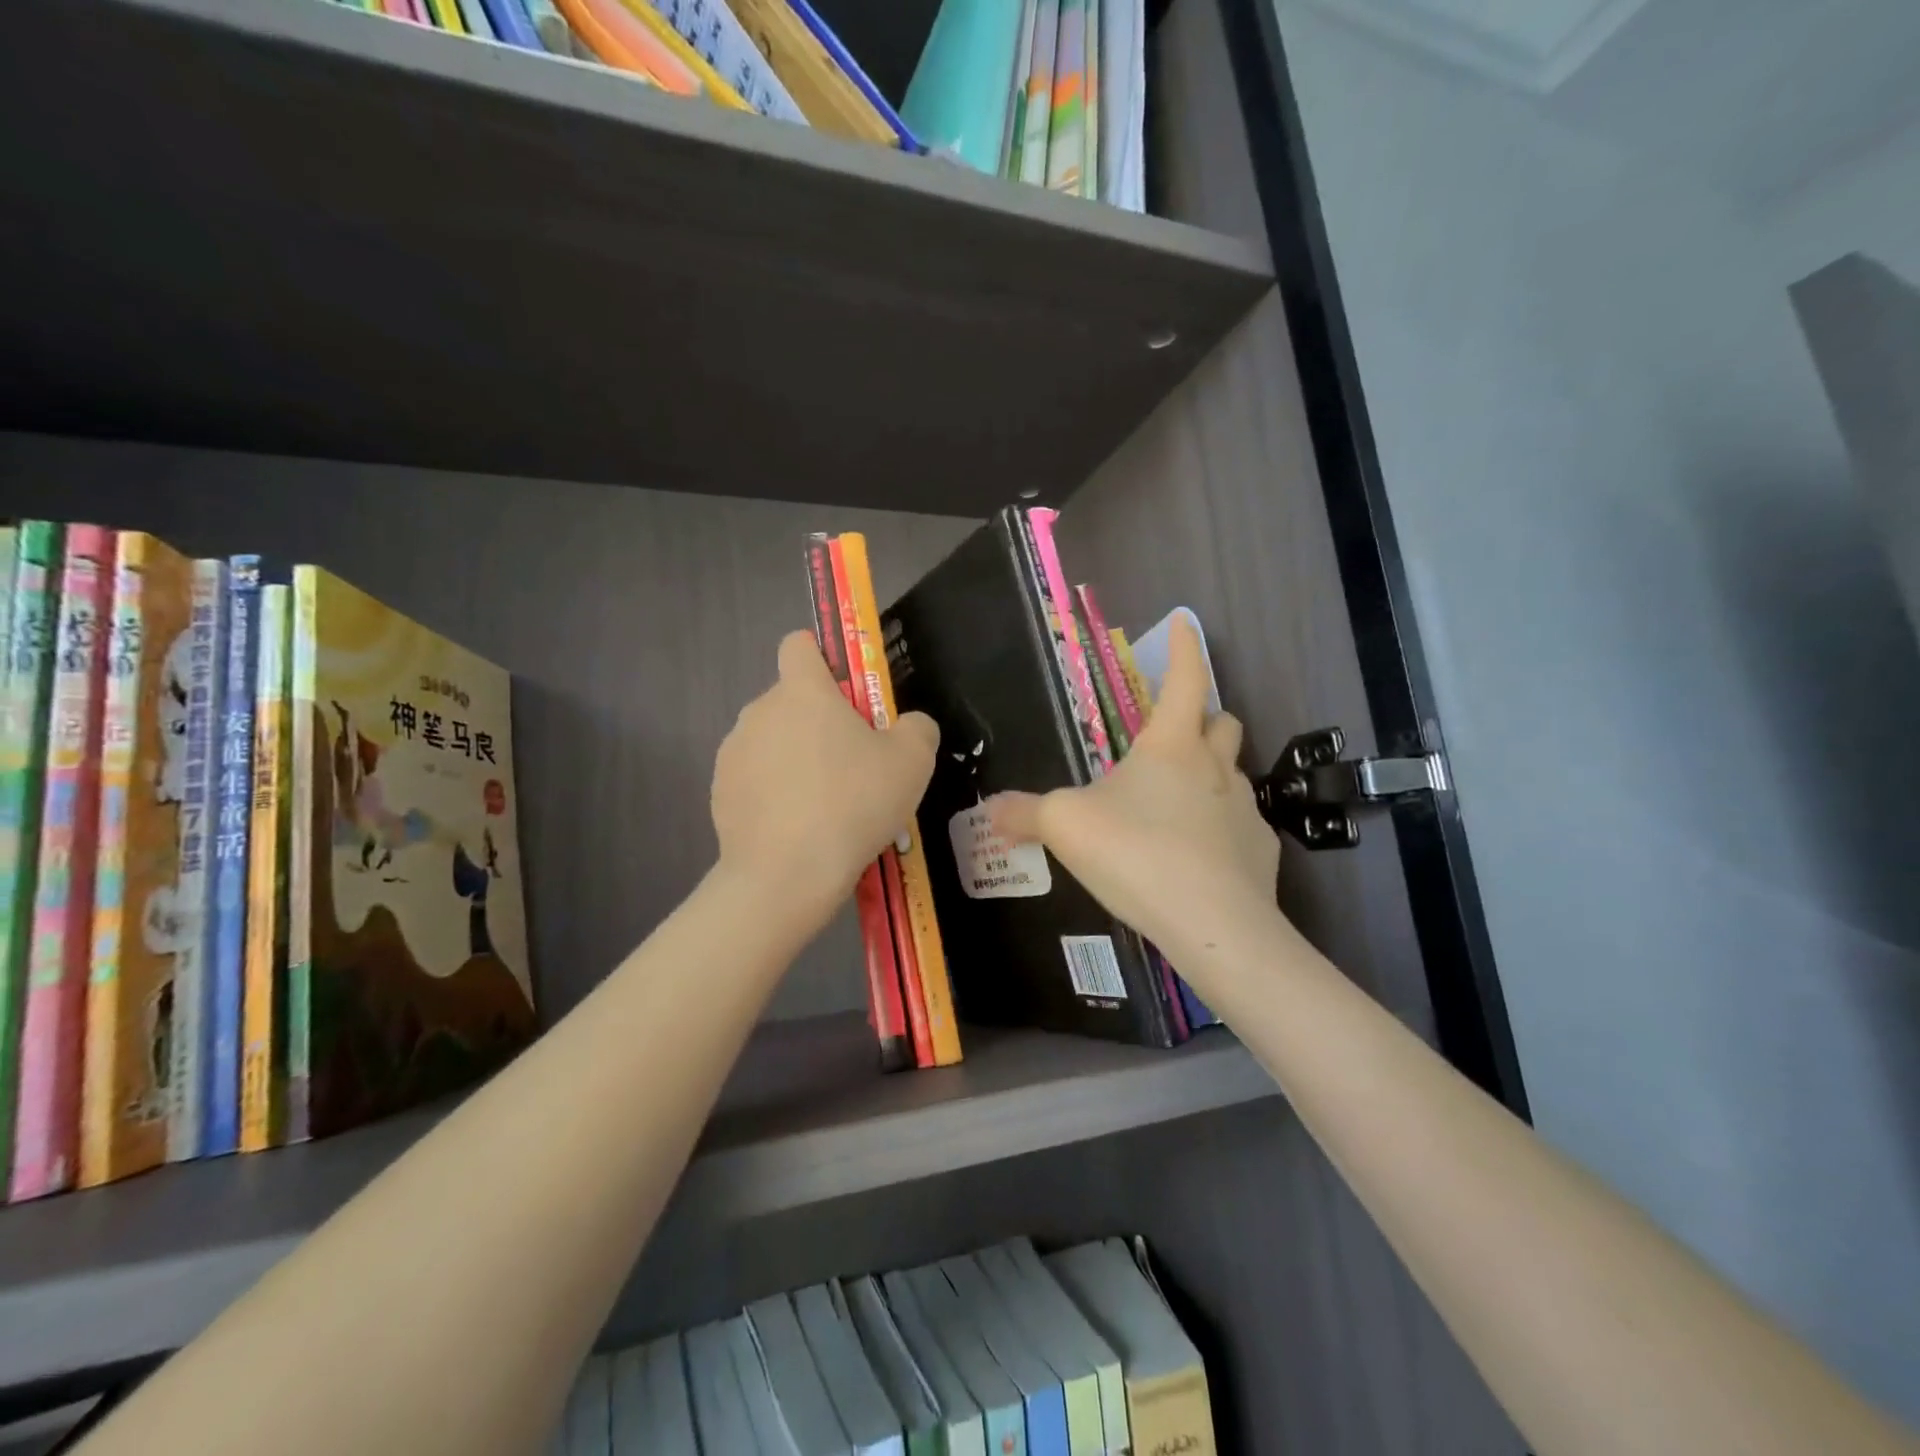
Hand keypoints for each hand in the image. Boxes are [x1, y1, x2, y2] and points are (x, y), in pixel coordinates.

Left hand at [712, 631, 937, 919]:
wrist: (786, 875)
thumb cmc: (853, 804)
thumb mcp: (912, 762)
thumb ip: (917, 727)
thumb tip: (909, 725)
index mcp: (802, 691)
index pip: (800, 645)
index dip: (824, 659)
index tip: (847, 695)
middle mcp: (759, 711)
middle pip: (792, 700)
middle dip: (819, 722)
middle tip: (854, 766)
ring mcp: (733, 753)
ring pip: (773, 741)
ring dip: (797, 759)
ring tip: (827, 805)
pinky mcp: (720, 793)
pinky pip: (755, 779)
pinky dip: (775, 793)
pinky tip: (798, 828)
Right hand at [989, 618, 1281, 988]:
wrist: (1213, 925)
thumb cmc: (1136, 853)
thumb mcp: (1066, 827)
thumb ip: (1025, 813)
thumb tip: (990, 810)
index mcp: (1170, 746)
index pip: (1184, 679)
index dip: (1184, 648)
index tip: (1187, 623)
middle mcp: (1215, 767)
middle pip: (1222, 721)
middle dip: (1203, 716)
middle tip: (1175, 733)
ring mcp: (1246, 809)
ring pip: (1233, 773)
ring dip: (1211, 774)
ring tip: (1178, 804)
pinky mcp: (1262, 851)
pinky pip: (1243, 826)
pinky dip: (1222, 829)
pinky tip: (1199, 857)